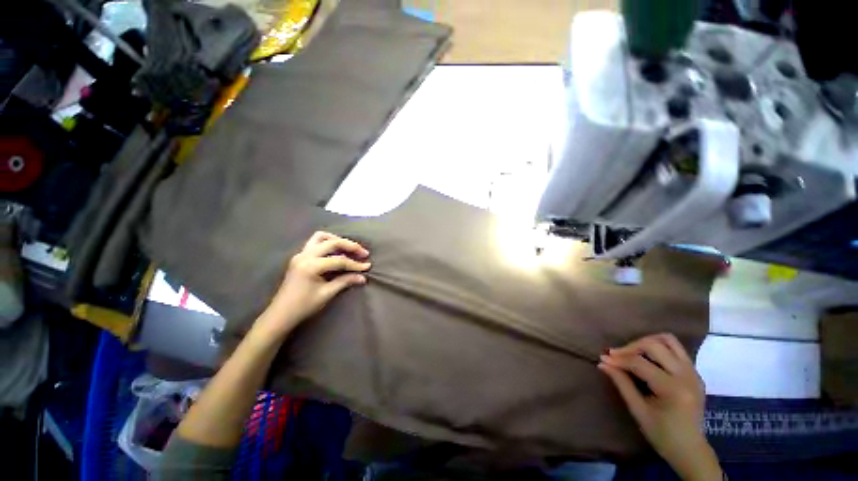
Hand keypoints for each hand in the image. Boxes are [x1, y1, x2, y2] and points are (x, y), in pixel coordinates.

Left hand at [259, 231, 370, 336]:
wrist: (280, 314)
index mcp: (311, 265)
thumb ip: (345, 281)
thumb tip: (363, 277)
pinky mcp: (299, 257)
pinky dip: (328, 243)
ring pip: (321, 237)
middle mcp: (305, 255)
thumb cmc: (303, 306)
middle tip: (363, 253)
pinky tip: (336, 251)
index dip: (355, 264)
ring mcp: (300, 254)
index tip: (367, 267)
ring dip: (337, 240)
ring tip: (349, 248)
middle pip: (332, 243)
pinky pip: (315, 242)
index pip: (339, 260)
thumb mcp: (327, 294)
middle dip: (350, 246)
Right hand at [599, 334, 721, 480]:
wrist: (690, 450)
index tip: (603, 359)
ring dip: (646, 342)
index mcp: (673, 389)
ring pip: (668, 340)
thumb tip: (603, 363)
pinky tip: (647, 358)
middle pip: (655, 345)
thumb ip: (621, 383)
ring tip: (631, 352)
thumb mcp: (638, 410)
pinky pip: (675, 349)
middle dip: (631, 347)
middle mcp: (687, 376)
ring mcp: (694, 372)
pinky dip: (658, 347)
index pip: (640, 363)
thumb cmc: (662, 434)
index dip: (619, 359)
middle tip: (616, 355)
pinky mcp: (695, 372)